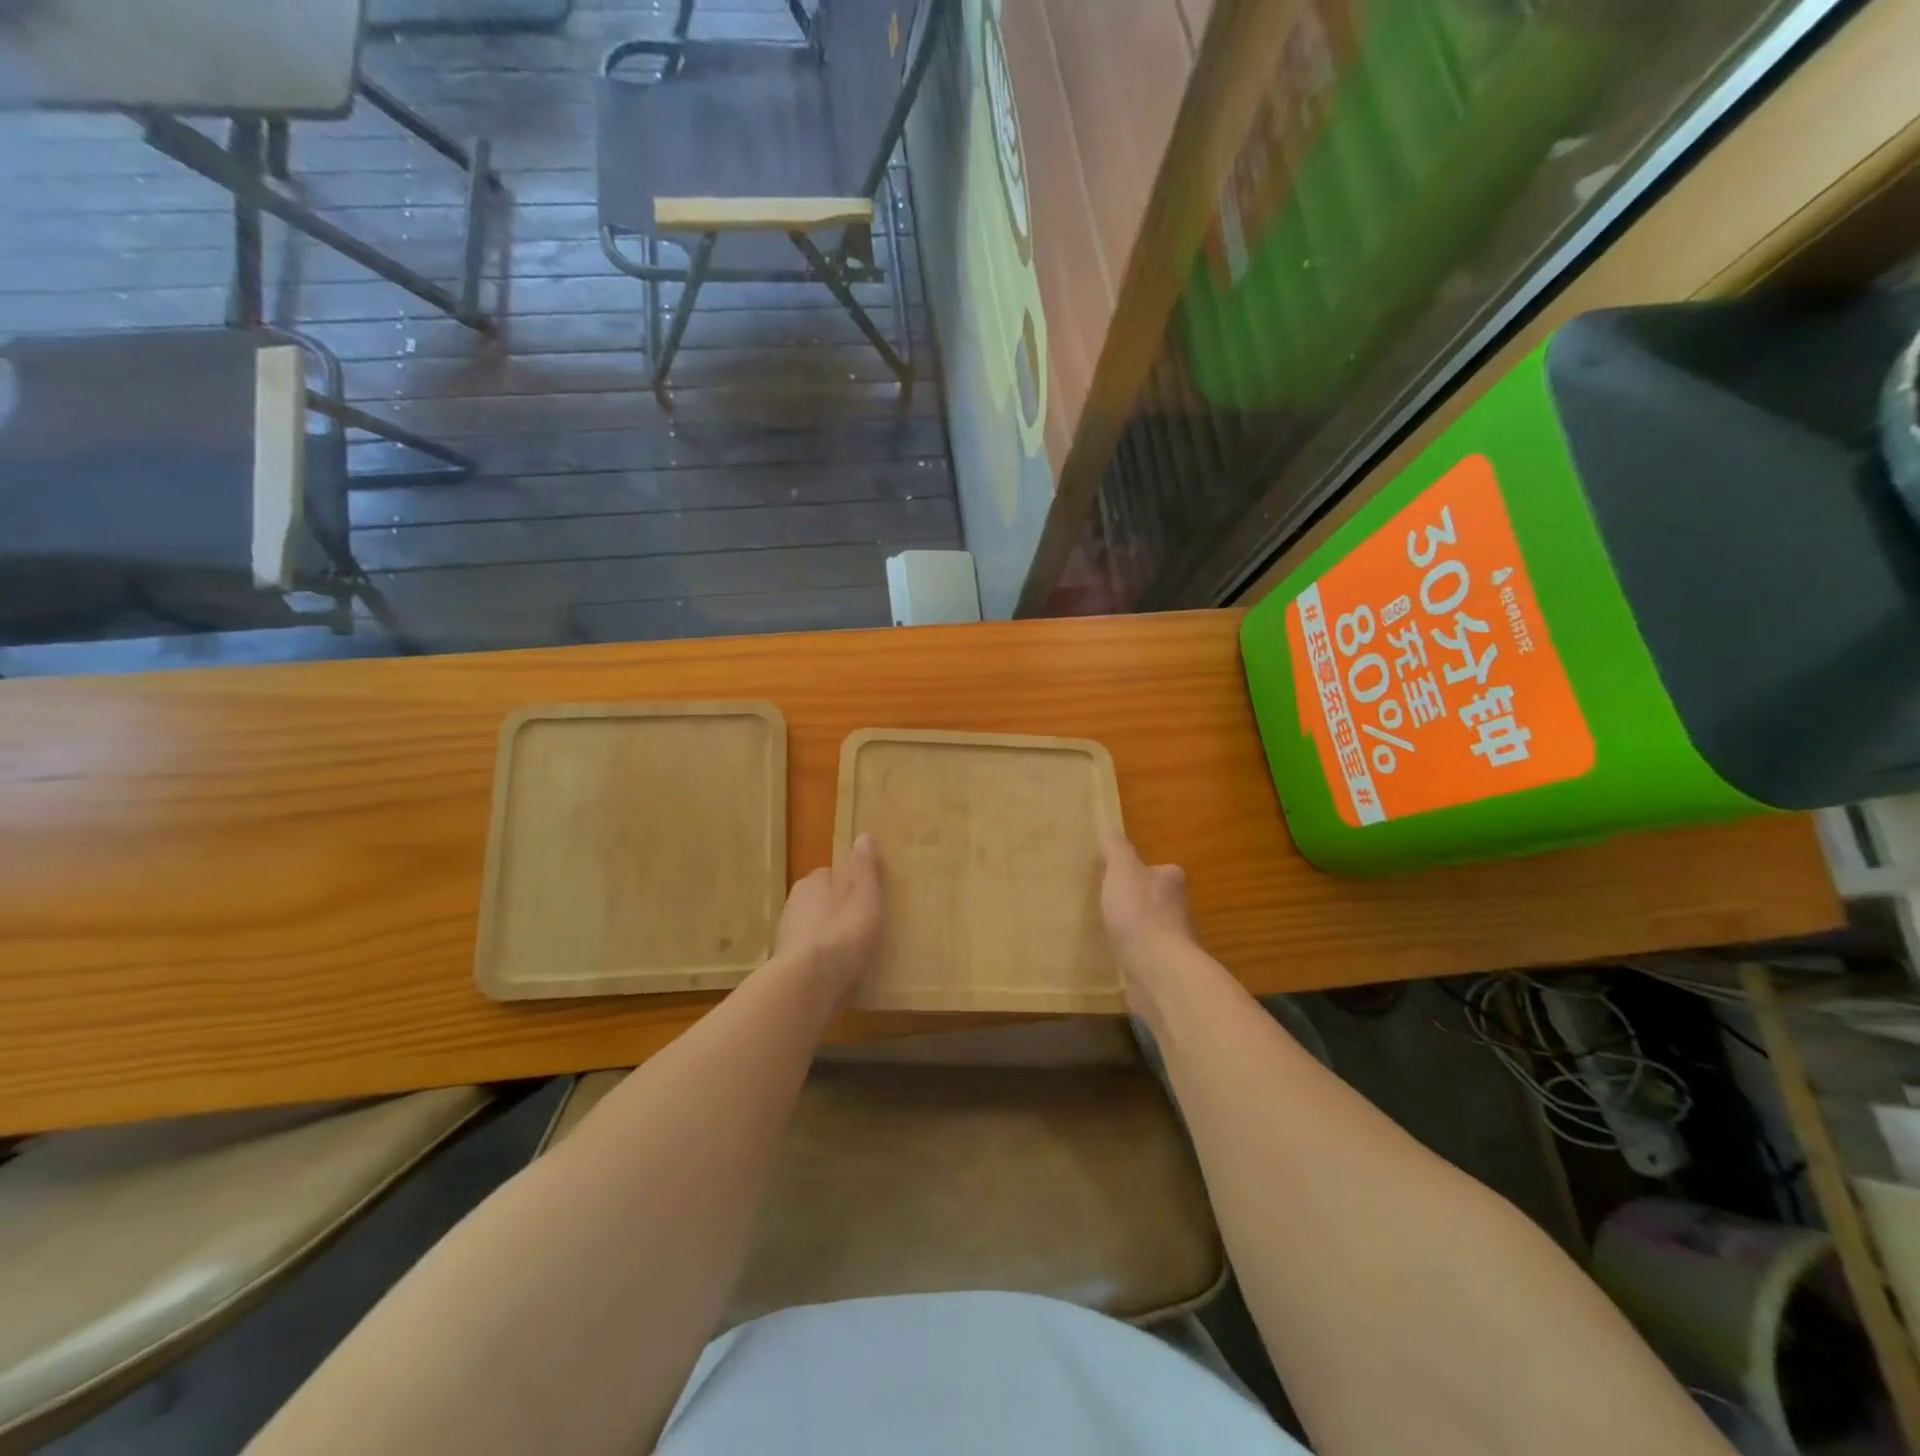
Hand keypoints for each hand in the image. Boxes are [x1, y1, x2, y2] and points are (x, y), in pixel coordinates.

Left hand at [774, 833, 883, 1003]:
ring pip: (813, 930)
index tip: (865, 899)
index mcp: (810, 883)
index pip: (830, 876)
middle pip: (820, 903)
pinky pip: (809, 957)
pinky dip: (821, 962)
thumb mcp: (865, 895)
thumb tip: (864, 836)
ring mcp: (786, 937)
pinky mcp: (786, 966)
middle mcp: (793, 905)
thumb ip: (865, 868)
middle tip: (862, 927)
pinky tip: (838, 974)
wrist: (808, 984)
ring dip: (828, 938)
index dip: (849, 886)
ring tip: (853, 954)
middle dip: (836, 912)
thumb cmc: (843, 932)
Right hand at [1100, 832, 1195, 971]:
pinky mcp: (1165, 966)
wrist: (1156, 969)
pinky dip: (1135, 952)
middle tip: (1110, 903)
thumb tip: (1110, 830)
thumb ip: (1116, 849)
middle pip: (1157, 898)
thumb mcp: (1122, 870)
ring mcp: (1175, 940)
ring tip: (1109, 929)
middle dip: (1138, 901)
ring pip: (1152, 927)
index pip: (1159, 870)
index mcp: (1173, 880)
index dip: (1140, 871)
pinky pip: (1146, 952)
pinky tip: (1117, 954)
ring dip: (1136, 928)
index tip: (1118, 877)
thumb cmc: (1139, 912)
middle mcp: (1181, 908)